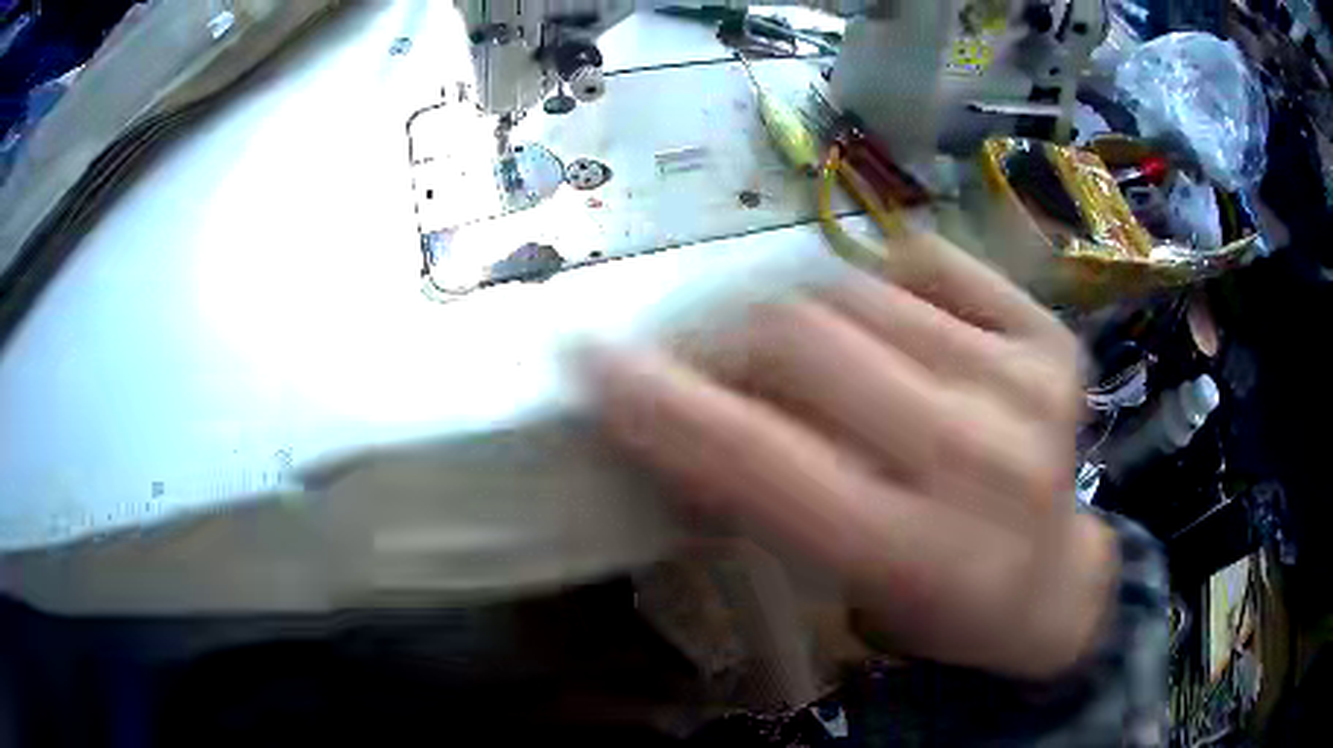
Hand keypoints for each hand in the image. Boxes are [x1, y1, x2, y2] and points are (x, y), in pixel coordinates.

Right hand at [582, 231, 1117, 679]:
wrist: (1050, 582)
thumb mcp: (836, 582)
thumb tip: (669, 412)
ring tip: (802, 349)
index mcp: (915, 551)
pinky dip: (882, 281)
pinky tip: (887, 325)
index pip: (762, 458)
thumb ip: (755, 498)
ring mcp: (1028, 385)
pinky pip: (928, 262)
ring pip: (858, 288)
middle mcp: (981, 458)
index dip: (664, 403)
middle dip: (727, 339)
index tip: (592, 359)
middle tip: (707, 354)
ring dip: (799, 312)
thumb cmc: (936, 606)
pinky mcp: (1051, 340)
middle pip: (804, 337)